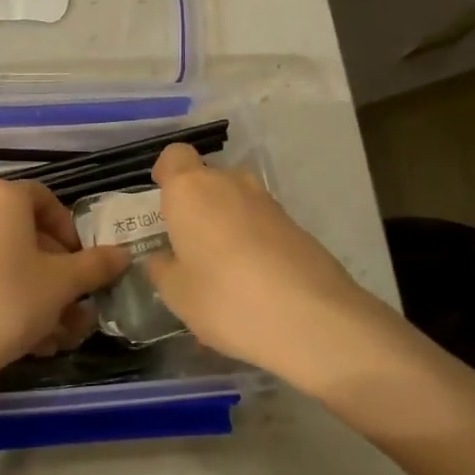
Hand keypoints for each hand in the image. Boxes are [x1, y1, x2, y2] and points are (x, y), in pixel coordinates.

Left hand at [0, 180, 130, 393]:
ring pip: (5, 258)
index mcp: (1, 196)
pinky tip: (25, 337)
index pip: (46, 200)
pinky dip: (6, 294)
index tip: (82, 264)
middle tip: (73, 303)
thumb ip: (96, 265)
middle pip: (25, 231)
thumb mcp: (63, 284)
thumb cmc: (9, 301)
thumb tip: (123, 254)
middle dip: (55, 270)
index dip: (70, 231)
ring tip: (55, 333)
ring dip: (35, 290)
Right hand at [143, 144, 412, 400]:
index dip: (166, 174)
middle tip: (187, 247)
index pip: (174, 156)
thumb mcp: (177, 294)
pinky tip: (251, 287)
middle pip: (207, 180)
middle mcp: (229, 183)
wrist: (313, 318)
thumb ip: (163, 269)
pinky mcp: (295, 225)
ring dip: (224, 226)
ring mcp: (267, 202)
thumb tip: (163, 258)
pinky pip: (259, 226)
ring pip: (235, 202)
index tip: (162, 202)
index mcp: (191, 190)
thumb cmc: (226, 298)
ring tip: (220, 273)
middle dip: (196, 206)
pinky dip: (251, 244)